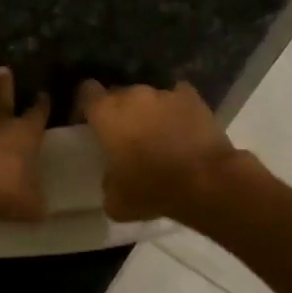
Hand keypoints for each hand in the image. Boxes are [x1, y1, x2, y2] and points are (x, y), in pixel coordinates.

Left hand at [0, 66, 51, 220]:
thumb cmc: (1, 186)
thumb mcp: (29, 203)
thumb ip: (35, 204)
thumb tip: (41, 211)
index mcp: (23, 136)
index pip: (36, 116)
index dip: (41, 106)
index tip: (43, 95)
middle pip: (1, 101)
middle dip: (3, 86)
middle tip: (2, 69)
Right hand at [74, 79, 240, 222]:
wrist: (206, 182)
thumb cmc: (152, 190)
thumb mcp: (115, 200)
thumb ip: (106, 181)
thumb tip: (112, 178)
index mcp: (106, 114)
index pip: (86, 92)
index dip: (86, 106)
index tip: (89, 122)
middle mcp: (132, 95)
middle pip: (118, 94)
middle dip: (119, 111)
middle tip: (124, 135)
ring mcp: (164, 93)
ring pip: (148, 97)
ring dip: (148, 111)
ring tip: (157, 134)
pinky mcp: (192, 98)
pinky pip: (177, 98)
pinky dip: (176, 109)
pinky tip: (181, 126)